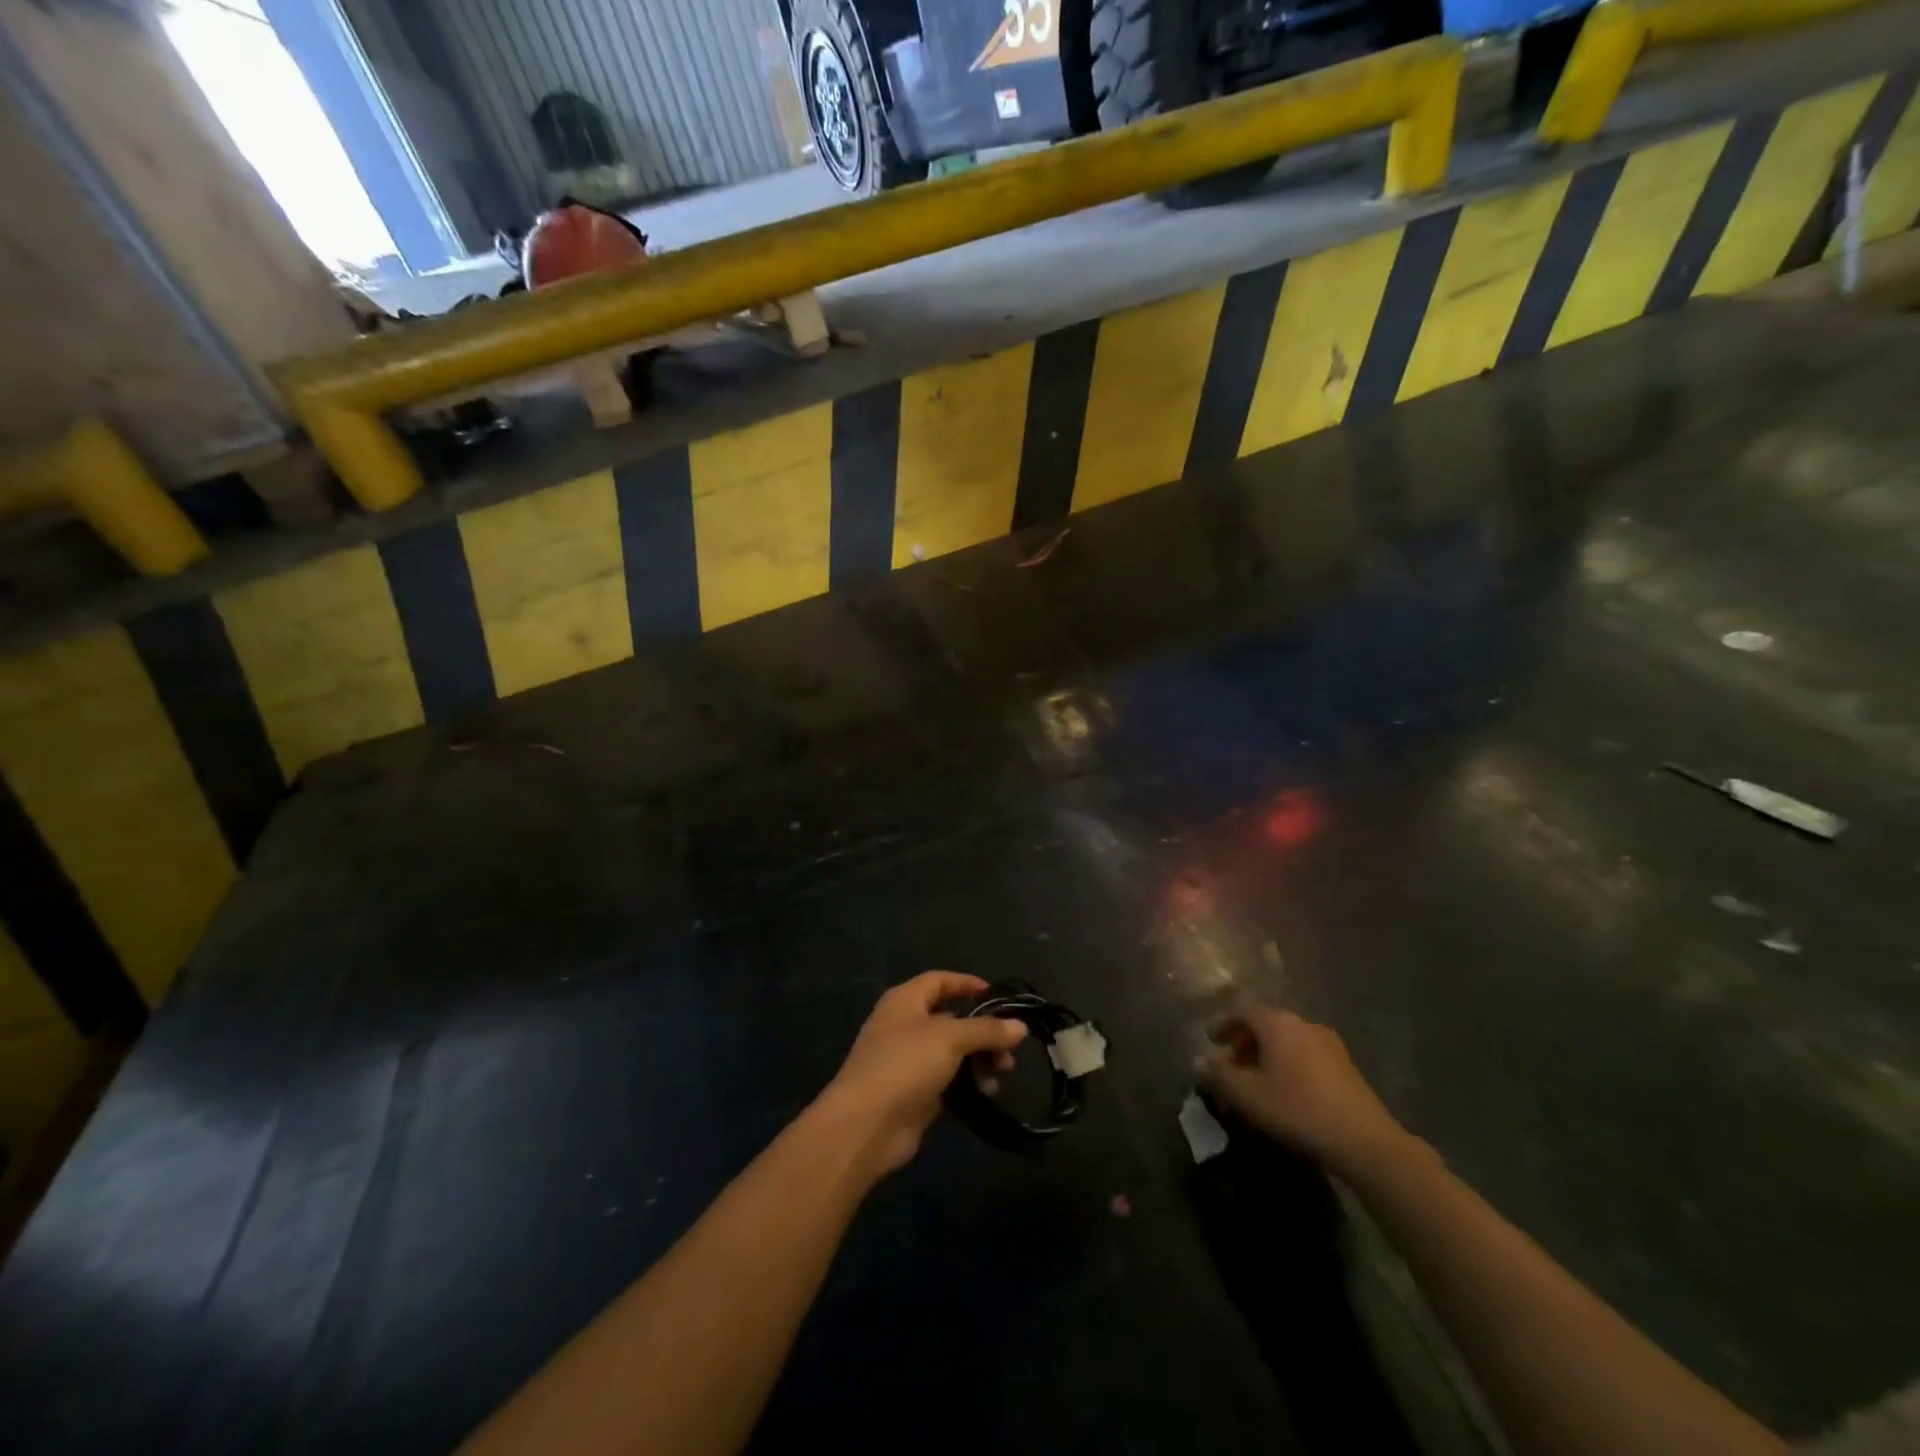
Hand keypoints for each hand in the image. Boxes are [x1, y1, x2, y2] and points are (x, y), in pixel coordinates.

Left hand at [818, 972, 1026, 1176]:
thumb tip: (1020, 1026)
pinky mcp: (915, 1094)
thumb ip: (986, 1030)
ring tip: (1001, 1074)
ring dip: (979, 1060)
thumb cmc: (905, 1064)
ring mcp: (908, 1062)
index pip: (939, 980)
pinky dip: (968, 1084)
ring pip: (952, 1052)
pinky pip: (948, 1081)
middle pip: (951, 1019)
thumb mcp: (950, 1038)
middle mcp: (905, 1026)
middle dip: (983, 1031)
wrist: (866, 1125)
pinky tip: (987, 1094)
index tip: (997, 995)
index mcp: (905, 1001)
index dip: (967, 984)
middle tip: (1009, 1048)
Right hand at [1200, 1001, 1404, 1174]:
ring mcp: (1328, 1042)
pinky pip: (1306, 1054)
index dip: (1223, 1024)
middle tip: (1231, 1065)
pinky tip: (1287, 1091)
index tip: (1211, 1041)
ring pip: (1287, 1039)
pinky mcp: (1346, 1065)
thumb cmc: (1297, 1109)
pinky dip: (1289, 1064)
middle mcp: (1302, 1023)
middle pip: (1265, 1023)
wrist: (1364, 1140)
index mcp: (1277, 1022)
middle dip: (1245, 1041)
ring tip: (1258, 1081)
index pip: (1242, 1010)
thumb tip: (1204, 1060)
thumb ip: (1219, 1074)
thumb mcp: (1247, 1095)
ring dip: (1267, 1054)